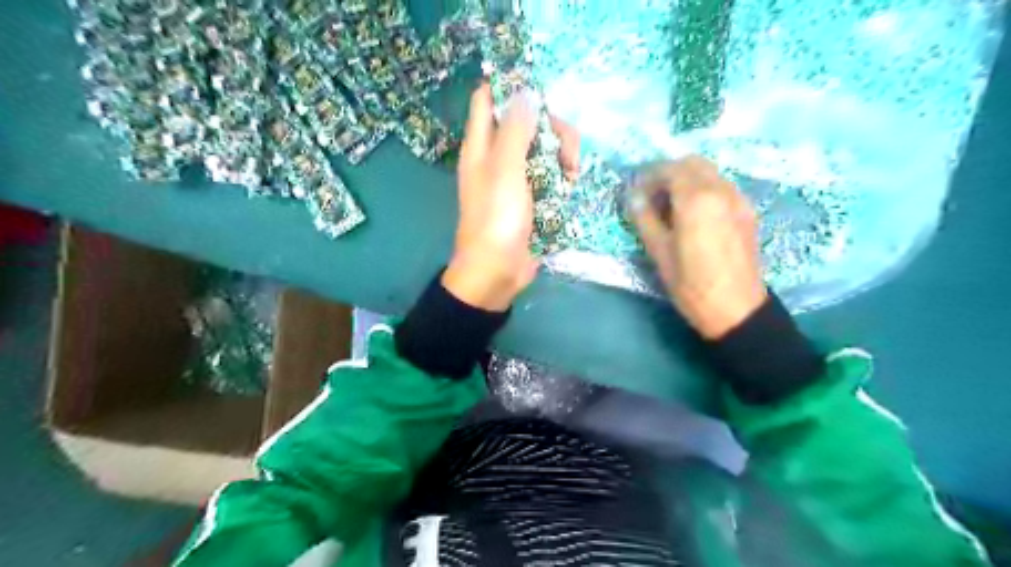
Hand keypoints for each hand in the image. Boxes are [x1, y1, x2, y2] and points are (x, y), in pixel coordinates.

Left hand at [445, 84, 580, 310]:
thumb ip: (515, 130)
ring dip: (562, 155)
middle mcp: (496, 156)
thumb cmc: (497, 218)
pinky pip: (548, 173)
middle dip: (552, 129)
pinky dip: (560, 175)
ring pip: (542, 147)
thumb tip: (526, 92)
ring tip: (572, 175)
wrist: (497, 270)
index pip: (489, 99)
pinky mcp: (530, 197)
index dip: (511, 88)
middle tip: (567, 151)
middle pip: (526, 121)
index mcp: (481, 145)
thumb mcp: (505, 170)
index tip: (542, 92)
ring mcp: (515, 177)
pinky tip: (570, 186)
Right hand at [630, 154, 765, 339]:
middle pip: (692, 163)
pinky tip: (695, 216)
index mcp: (697, 199)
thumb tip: (632, 196)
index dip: (649, 177)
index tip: (636, 194)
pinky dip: (704, 189)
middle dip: (669, 173)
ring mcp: (739, 199)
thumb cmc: (691, 284)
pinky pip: (722, 187)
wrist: (737, 310)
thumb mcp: (659, 253)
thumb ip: (645, 218)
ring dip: (687, 180)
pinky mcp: (748, 212)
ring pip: (710, 173)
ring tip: (672, 207)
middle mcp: (721, 190)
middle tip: (653, 197)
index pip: (670, 169)